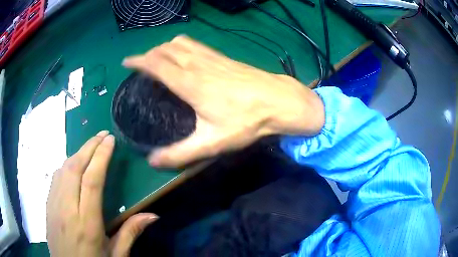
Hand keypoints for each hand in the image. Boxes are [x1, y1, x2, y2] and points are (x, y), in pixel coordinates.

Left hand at [47, 131, 157, 256]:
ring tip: (90, 146)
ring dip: (77, 154)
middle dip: (89, 147)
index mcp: (87, 224)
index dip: (101, 157)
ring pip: (63, 170)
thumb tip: (153, 215)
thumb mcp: (116, 255)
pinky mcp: (48, 206)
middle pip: (74, 168)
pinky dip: (66, 166)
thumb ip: (130, 233)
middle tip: (102, 134)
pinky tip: (73, 165)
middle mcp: (67, 209)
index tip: (110, 140)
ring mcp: (54, 206)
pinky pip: (55, 178)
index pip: (92, 181)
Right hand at [123, 35, 324, 166]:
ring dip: (165, 47)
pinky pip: (196, 45)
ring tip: (158, 57)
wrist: (279, 101)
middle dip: (149, 53)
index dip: (138, 61)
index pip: (156, 64)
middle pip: (166, 49)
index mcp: (190, 83)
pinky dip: (182, 46)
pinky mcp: (223, 57)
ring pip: (181, 43)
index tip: (126, 61)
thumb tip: (153, 162)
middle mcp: (197, 65)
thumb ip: (180, 153)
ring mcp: (212, 58)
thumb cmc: (246, 121)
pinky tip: (185, 55)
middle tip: (141, 64)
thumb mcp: (212, 142)